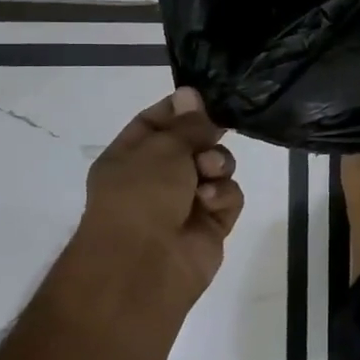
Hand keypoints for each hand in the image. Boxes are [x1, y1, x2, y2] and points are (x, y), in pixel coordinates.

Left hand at [69, 86, 244, 315]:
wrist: (143, 266)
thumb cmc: (141, 196)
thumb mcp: (162, 147)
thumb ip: (187, 123)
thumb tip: (191, 92)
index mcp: (130, 157)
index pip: (157, 121)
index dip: (181, 109)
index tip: (206, 98)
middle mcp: (157, 178)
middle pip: (194, 143)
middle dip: (206, 137)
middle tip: (213, 134)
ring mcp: (185, 202)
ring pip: (217, 168)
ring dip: (217, 165)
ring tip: (209, 174)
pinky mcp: (210, 225)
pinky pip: (228, 197)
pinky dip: (223, 196)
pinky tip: (210, 203)